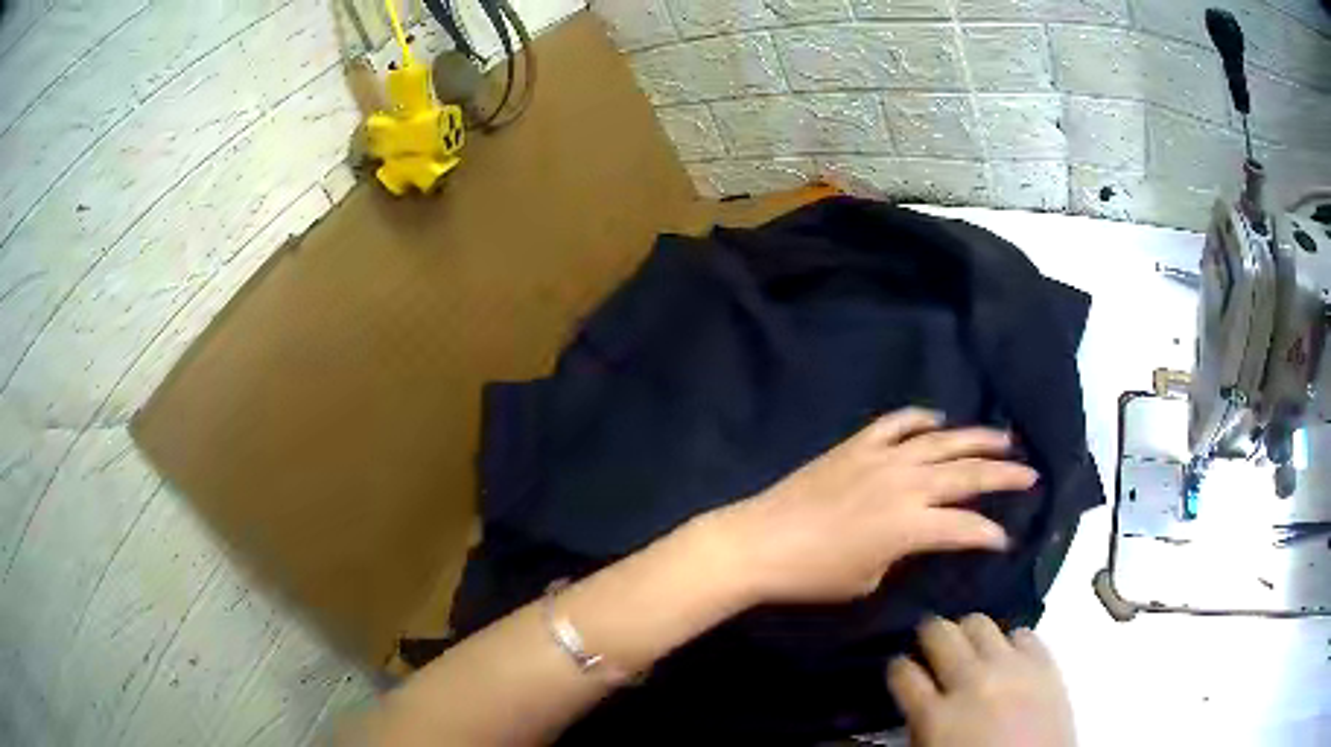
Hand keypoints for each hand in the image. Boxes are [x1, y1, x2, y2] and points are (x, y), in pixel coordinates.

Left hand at [713, 408, 1037, 603]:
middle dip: (1004, 475)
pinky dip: (920, 418)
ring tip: (1003, 439)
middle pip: (968, 475)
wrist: (760, 542)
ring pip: (942, 442)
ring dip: (976, 439)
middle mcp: (906, 484)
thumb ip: (904, 553)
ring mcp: (882, 458)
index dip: (990, 535)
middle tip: (1030, 474)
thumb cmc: (814, 575)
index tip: (1005, 540)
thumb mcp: (870, 578)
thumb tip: (919, 536)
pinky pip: (897, 423)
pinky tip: (937, 420)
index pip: (967, 527)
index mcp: (912, 525)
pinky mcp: (857, 445)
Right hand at [888, 615, 1074, 746]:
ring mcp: (1011, 668)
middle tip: (932, 648)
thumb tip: (917, 702)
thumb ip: (920, 725)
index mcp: (935, 716)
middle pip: (939, 633)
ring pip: (979, 623)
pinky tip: (1008, 659)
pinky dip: (1010, 643)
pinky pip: (1023, 634)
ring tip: (971, 649)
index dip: (898, 669)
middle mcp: (970, 682)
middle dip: (929, 636)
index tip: (902, 671)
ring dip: (968, 634)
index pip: (903, 672)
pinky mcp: (1044, 663)